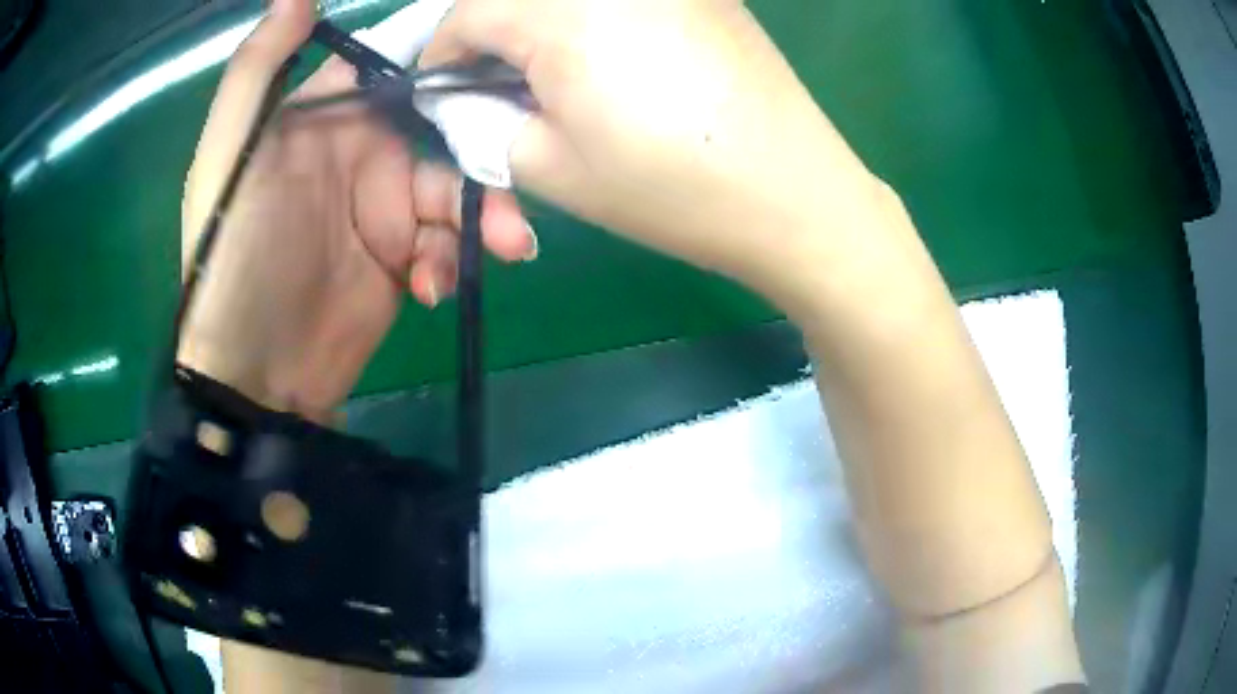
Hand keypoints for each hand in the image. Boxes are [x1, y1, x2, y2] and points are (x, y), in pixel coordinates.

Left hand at [178, 0, 534, 419]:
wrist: (253, 373)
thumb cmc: (231, 255)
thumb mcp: (228, 155)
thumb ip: (257, 71)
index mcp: (326, 116)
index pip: (396, 67)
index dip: (442, 60)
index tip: (495, 60)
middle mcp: (363, 153)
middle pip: (444, 127)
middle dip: (482, 149)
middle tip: (513, 176)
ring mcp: (388, 209)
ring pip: (458, 188)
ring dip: (483, 215)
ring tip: (501, 247)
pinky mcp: (404, 261)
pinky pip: (449, 244)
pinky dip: (452, 261)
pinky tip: (433, 288)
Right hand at [422, 0, 885, 308]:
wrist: (792, 192)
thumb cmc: (668, 189)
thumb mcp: (548, 167)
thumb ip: (482, 122)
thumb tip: (462, 95)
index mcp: (561, 11)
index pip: (466, 12)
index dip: (443, 53)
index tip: (445, 89)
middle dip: (490, 32)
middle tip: (496, 84)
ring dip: (540, 23)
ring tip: (552, 74)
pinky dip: (592, 16)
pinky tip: (610, 56)